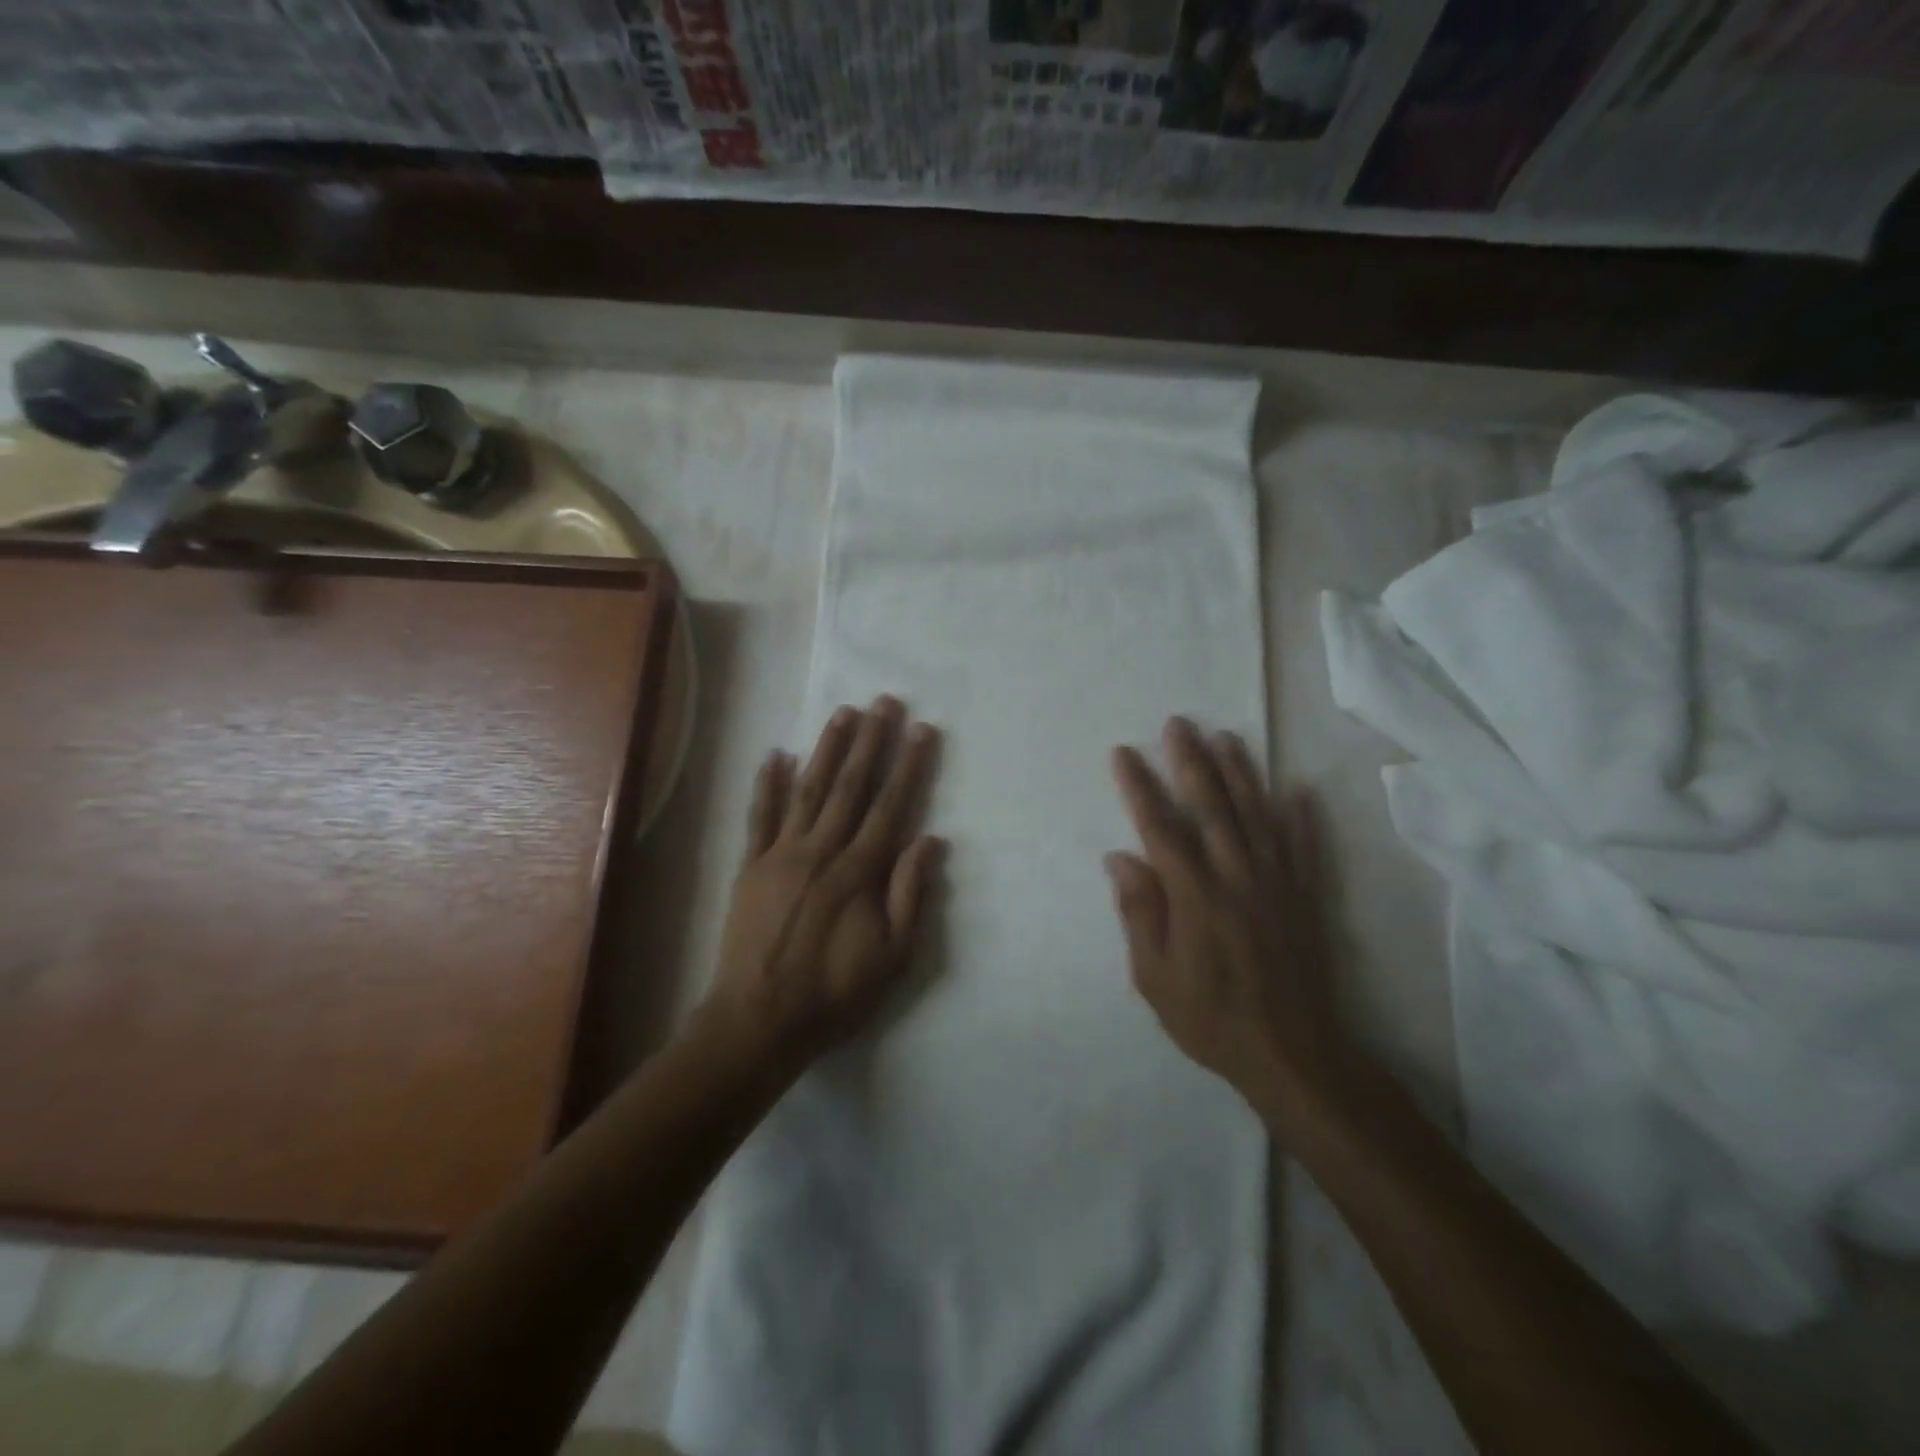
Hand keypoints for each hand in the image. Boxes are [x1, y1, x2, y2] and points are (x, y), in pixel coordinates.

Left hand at [702, 696, 942, 1071]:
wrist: (759, 1022)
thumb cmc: (834, 993)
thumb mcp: (893, 957)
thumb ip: (911, 895)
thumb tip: (930, 839)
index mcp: (859, 871)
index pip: (891, 806)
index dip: (909, 765)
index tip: (921, 730)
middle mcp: (822, 851)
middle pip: (851, 786)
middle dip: (871, 741)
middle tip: (884, 702)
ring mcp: (781, 855)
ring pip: (809, 790)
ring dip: (827, 749)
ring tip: (843, 712)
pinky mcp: (751, 867)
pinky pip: (759, 818)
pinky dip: (767, 784)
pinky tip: (776, 754)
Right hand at [1106, 717, 1355, 1137]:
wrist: (1294, 1054)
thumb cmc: (1212, 1019)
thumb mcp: (1154, 978)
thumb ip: (1139, 913)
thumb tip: (1120, 857)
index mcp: (1194, 895)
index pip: (1161, 827)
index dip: (1140, 787)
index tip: (1124, 753)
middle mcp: (1236, 876)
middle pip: (1211, 806)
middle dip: (1191, 761)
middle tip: (1178, 724)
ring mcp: (1277, 883)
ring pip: (1257, 814)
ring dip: (1241, 773)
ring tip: (1226, 737)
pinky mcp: (1306, 897)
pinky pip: (1305, 846)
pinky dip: (1302, 816)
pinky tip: (1300, 788)